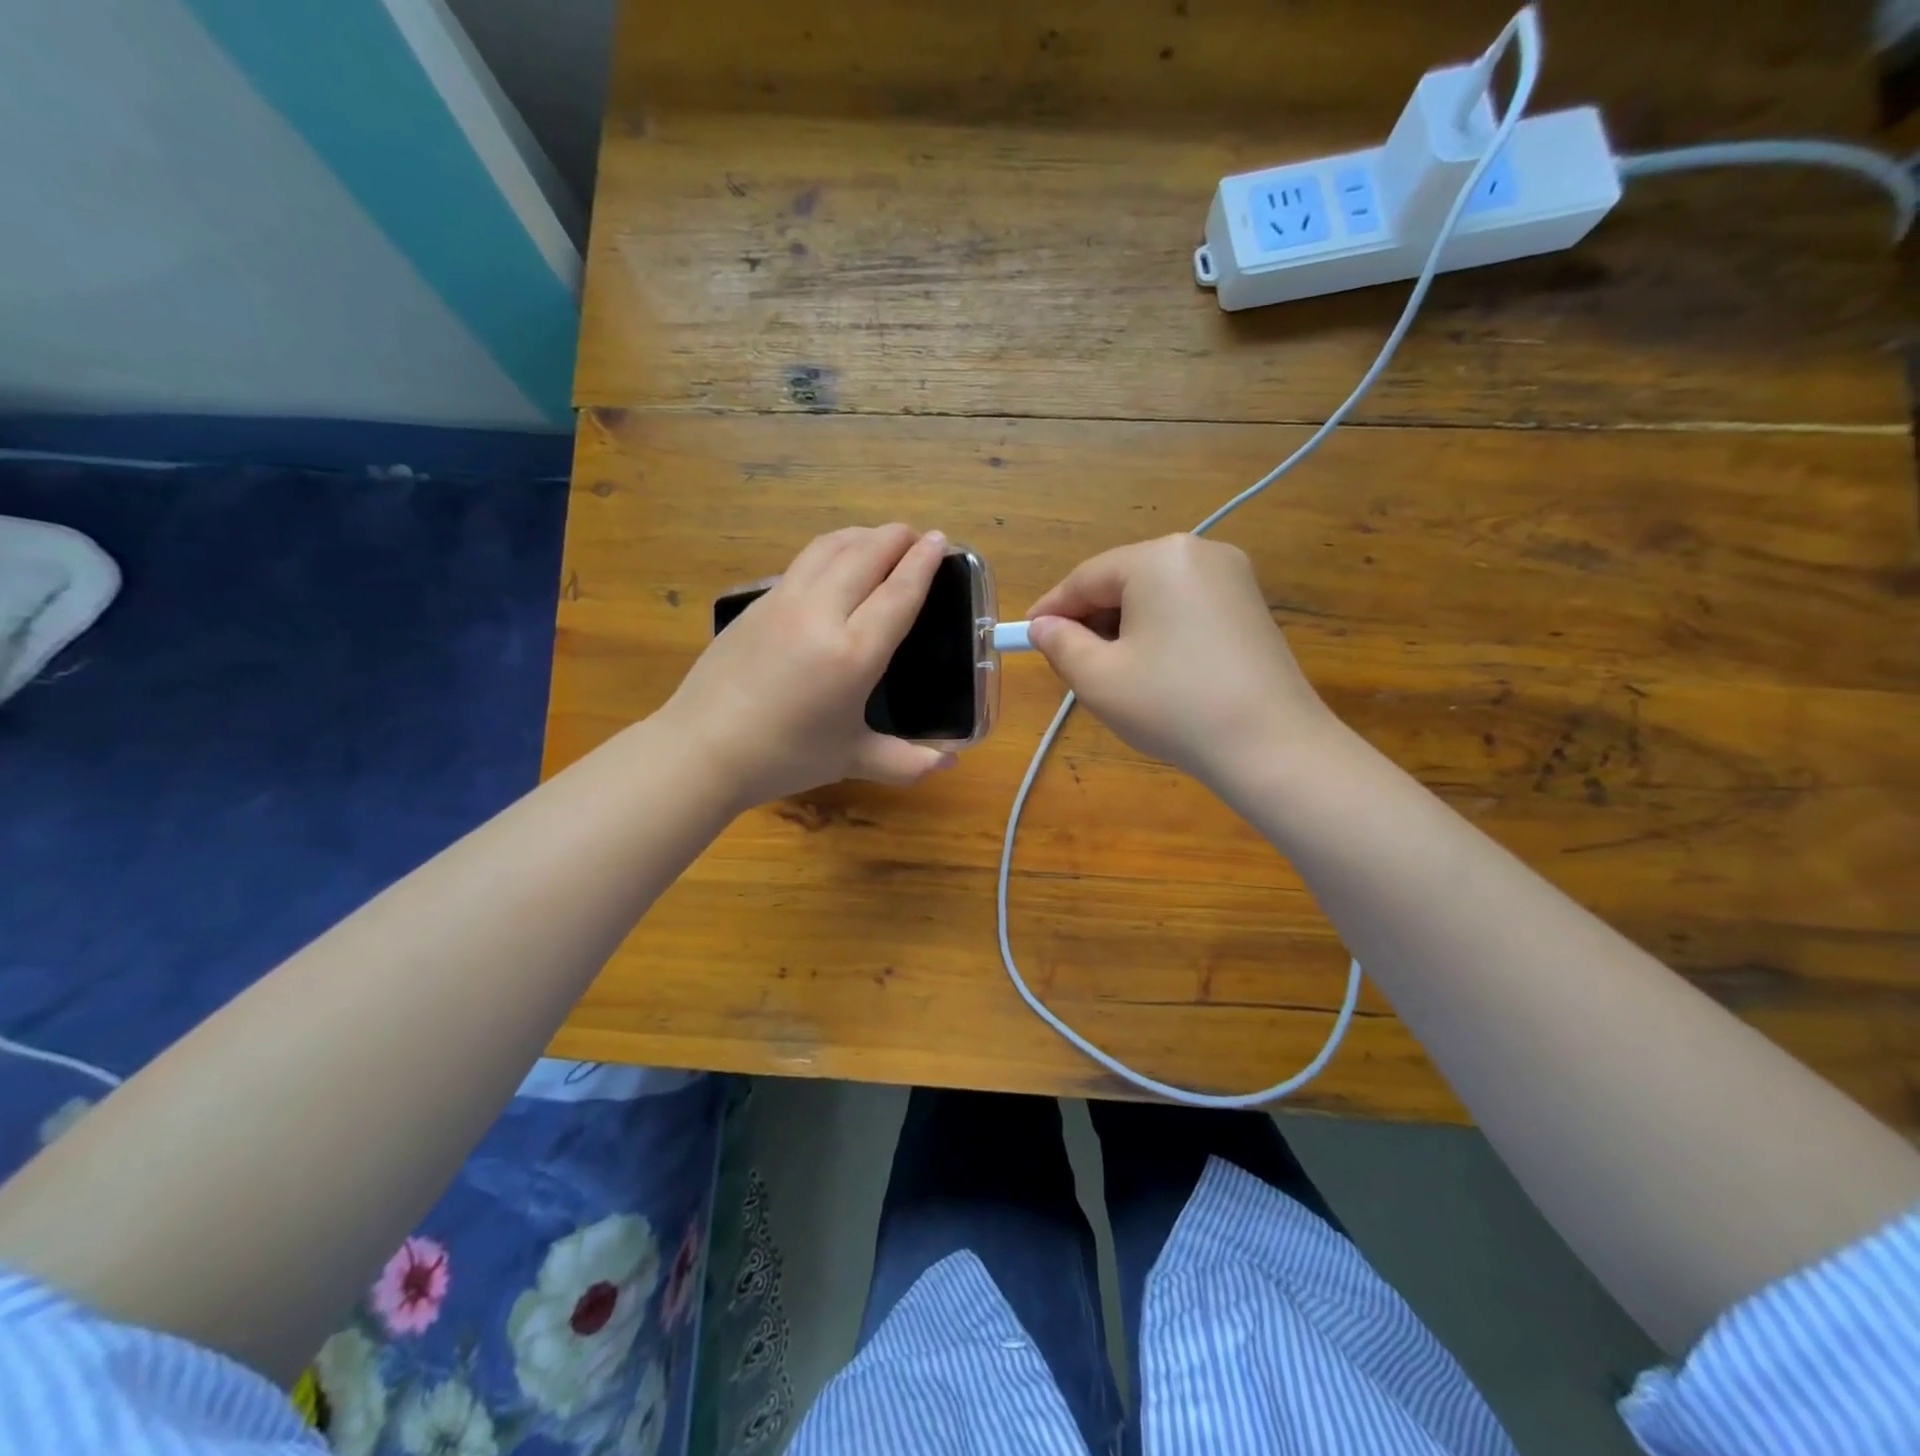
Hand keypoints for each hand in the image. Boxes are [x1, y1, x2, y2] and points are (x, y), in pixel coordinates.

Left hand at [663, 524, 956, 810]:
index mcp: (853, 653)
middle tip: (915, 535)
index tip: (939, 539)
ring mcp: (783, 602)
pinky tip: (833, 563)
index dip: (923, 563)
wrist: (702, 749)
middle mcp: (821, 614)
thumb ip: (905, 762)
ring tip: (879, 539)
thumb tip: (949, 764)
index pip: (898, 593)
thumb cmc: (784, 757)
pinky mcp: (756, 603)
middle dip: (895, 538)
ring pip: (829, 548)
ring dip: (861, 535)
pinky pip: (802, 562)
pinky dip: (830, 550)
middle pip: (865, 555)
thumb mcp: (851, 759)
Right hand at [1026, 534, 1335, 785]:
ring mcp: (1232, 577)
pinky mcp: (1250, 606)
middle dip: (1090, 619)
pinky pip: (1184, 608)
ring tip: (1110, 672)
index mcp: (1158, 558)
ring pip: (1153, 596)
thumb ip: (1060, 644)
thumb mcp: (1099, 678)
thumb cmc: (1173, 706)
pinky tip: (1153, 670)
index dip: (1051, 609)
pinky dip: (1158, 631)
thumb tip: (1043, 627)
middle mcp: (1198, 552)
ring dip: (1122, 627)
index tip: (1025, 636)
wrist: (1272, 746)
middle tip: (1069, 662)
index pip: (1086, 578)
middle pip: (1122, 581)